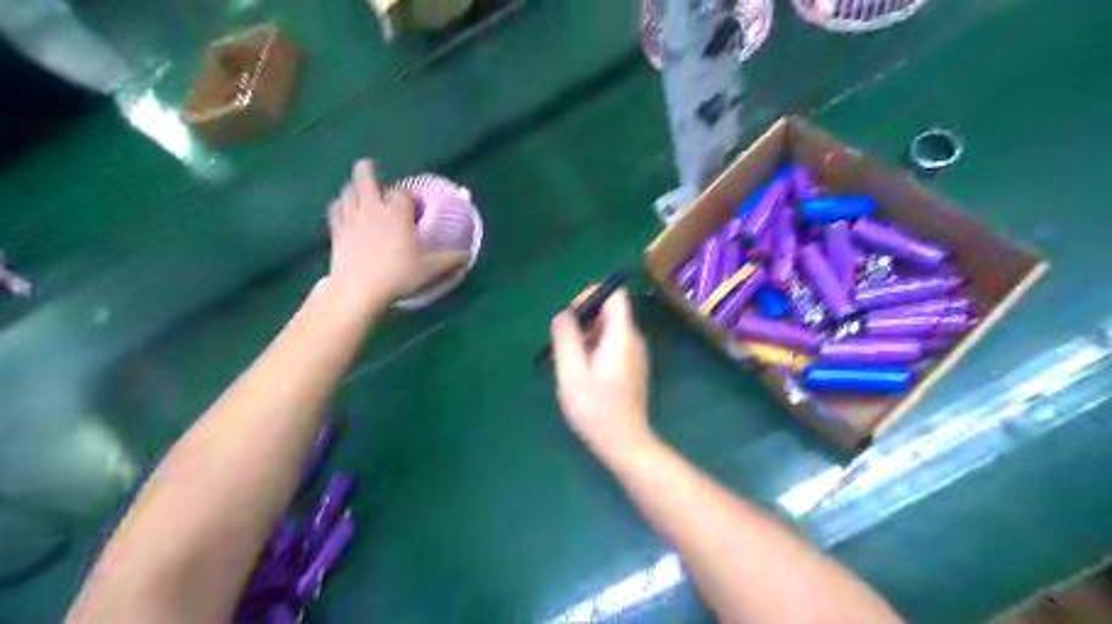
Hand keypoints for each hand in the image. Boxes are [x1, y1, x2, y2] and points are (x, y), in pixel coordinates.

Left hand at [330, 158, 467, 303]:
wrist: (358, 289)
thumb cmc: (398, 275)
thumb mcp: (431, 269)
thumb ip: (450, 259)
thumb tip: (467, 255)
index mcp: (397, 212)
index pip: (404, 193)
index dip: (411, 197)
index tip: (416, 206)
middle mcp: (373, 208)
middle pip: (365, 177)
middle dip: (368, 170)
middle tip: (370, 167)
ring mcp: (351, 217)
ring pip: (348, 191)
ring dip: (354, 187)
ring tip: (360, 191)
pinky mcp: (336, 231)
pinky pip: (335, 209)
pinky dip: (340, 205)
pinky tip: (344, 210)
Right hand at [551, 291, 651, 461]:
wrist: (625, 444)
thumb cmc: (596, 409)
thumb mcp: (572, 373)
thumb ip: (566, 339)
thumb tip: (563, 315)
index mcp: (622, 335)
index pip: (615, 295)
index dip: (591, 295)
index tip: (571, 316)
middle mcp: (634, 339)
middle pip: (611, 311)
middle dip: (584, 320)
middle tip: (565, 344)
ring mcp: (635, 355)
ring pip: (610, 329)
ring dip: (587, 336)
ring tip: (570, 362)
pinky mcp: (632, 368)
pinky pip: (613, 345)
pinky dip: (595, 349)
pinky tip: (583, 374)